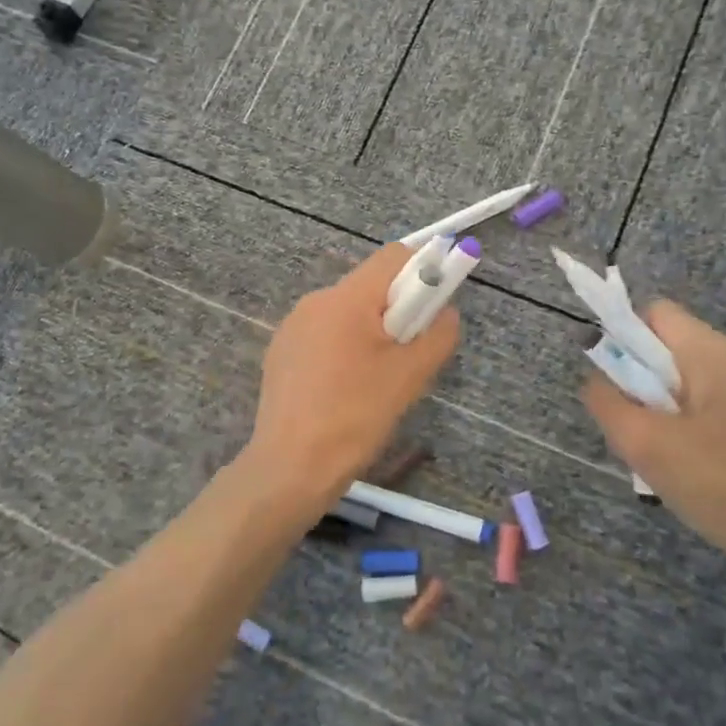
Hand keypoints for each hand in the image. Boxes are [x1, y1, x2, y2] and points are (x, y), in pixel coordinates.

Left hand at [244, 244, 459, 510]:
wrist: (290, 469)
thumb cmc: (355, 417)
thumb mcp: (410, 376)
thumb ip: (438, 333)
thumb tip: (445, 311)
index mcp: (346, 298)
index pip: (394, 256)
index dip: (425, 270)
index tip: (435, 308)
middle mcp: (315, 301)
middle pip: (371, 286)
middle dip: (399, 310)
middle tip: (409, 355)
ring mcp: (292, 327)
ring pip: (348, 313)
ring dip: (372, 332)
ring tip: (377, 381)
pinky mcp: (281, 352)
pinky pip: (325, 335)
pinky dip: (345, 349)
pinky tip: (345, 391)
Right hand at [583, 301, 725, 573]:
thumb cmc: (718, 487)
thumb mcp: (643, 445)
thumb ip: (606, 400)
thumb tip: (597, 378)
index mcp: (715, 353)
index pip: (656, 313)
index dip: (626, 340)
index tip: (622, 387)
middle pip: (673, 345)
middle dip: (647, 379)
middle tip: (644, 428)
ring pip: (693, 373)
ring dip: (670, 402)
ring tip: (670, 450)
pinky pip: (717, 395)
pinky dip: (696, 416)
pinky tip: (698, 459)